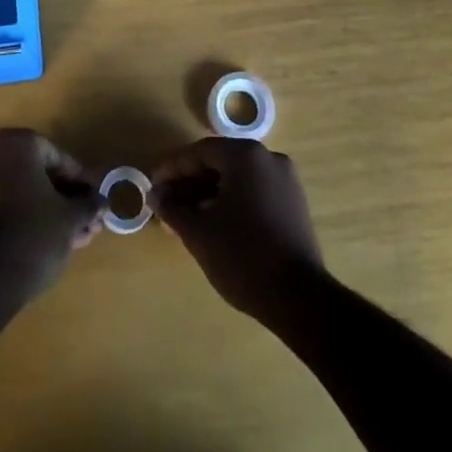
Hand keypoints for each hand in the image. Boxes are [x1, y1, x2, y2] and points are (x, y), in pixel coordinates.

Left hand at [0, 129, 103, 302]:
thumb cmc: (33, 234)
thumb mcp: (70, 218)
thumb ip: (88, 204)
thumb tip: (101, 202)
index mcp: (17, 143)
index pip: (58, 157)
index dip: (81, 181)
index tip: (97, 200)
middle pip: (40, 174)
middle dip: (67, 199)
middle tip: (90, 221)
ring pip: (24, 192)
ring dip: (52, 211)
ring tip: (78, 237)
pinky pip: (7, 206)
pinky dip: (29, 218)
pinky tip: (55, 241)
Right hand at [152, 138, 324, 321]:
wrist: (299, 299)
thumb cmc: (243, 256)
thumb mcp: (198, 232)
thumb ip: (172, 208)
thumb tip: (155, 194)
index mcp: (246, 155)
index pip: (200, 152)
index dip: (172, 169)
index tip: (152, 187)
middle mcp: (268, 158)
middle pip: (219, 162)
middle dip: (189, 183)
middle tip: (166, 205)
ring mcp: (285, 180)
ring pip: (237, 179)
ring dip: (208, 194)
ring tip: (186, 219)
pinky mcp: (294, 204)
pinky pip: (254, 192)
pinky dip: (231, 202)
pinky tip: (214, 225)